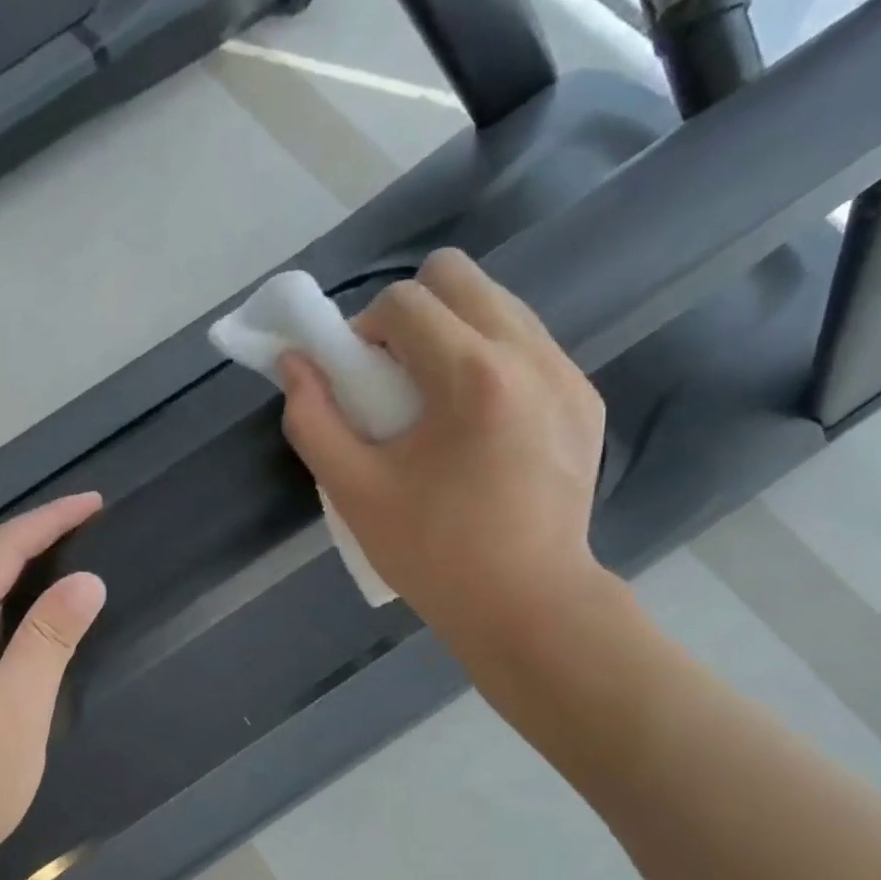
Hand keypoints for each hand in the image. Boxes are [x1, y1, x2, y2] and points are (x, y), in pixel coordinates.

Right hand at [278, 249, 612, 653]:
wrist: (528, 604)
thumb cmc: (434, 554)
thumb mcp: (354, 492)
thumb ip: (313, 420)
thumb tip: (294, 364)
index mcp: (471, 376)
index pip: (405, 301)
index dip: (364, 330)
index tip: (359, 381)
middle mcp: (529, 355)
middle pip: (458, 275)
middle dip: (411, 312)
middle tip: (396, 377)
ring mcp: (567, 374)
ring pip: (498, 304)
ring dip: (453, 333)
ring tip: (439, 403)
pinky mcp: (586, 400)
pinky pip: (529, 344)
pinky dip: (491, 361)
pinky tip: (481, 425)